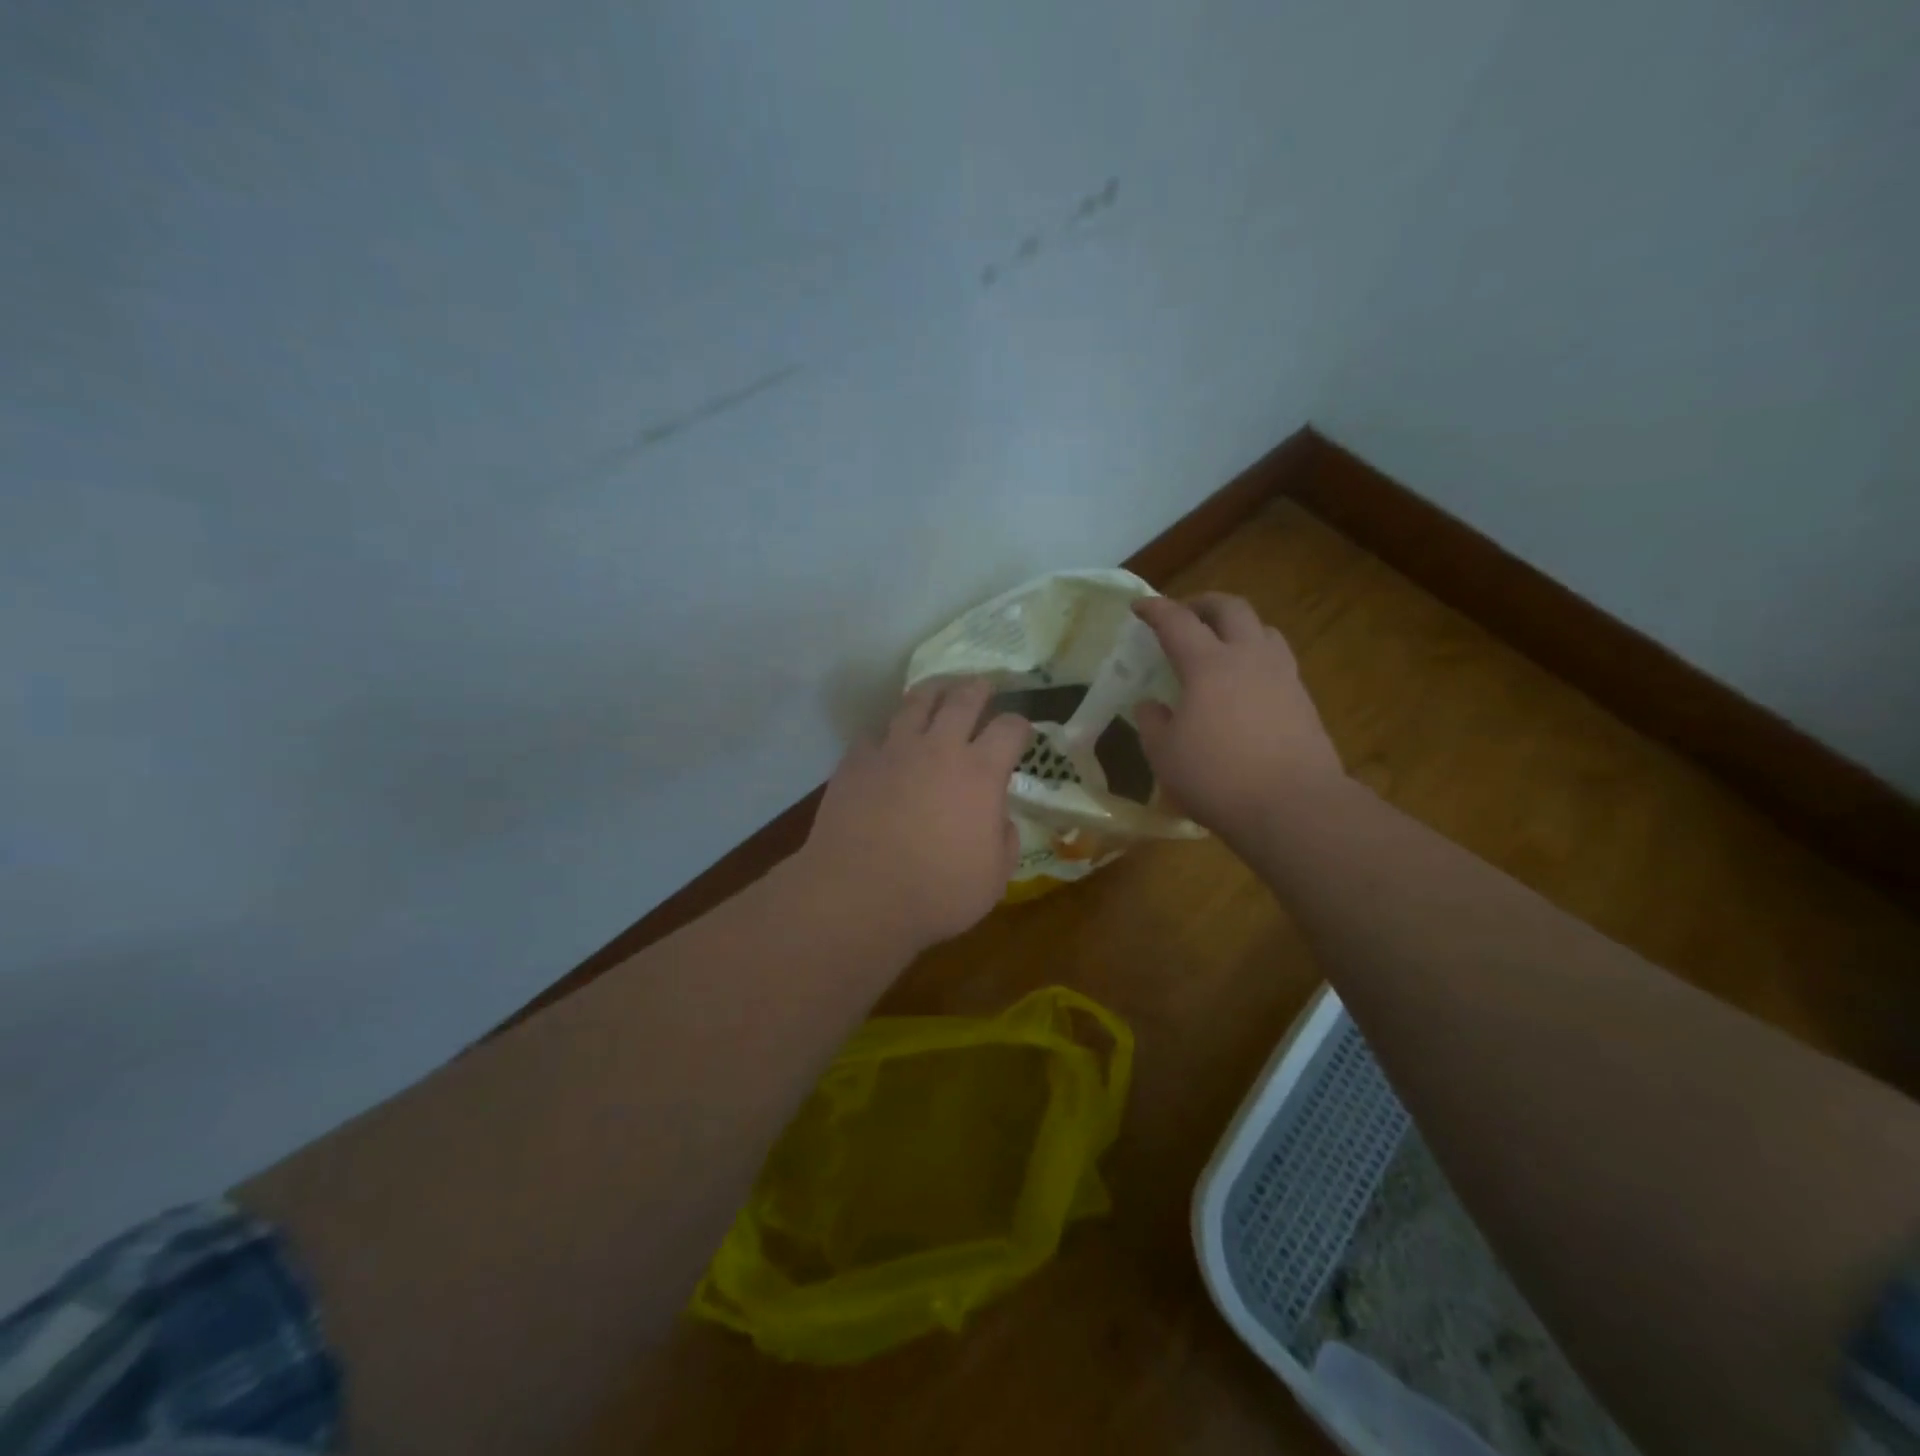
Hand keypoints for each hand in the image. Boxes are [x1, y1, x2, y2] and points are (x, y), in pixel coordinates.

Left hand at [800, 678, 1032, 955]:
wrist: (858, 894)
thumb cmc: (936, 893)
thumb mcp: (993, 879)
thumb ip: (1005, 841)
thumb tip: (999, 819)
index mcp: (980, 773)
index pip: (1010, 728)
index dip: (1020, 726)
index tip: (1020, 733)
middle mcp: (939, 748)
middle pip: (963, 698)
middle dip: (979, 688)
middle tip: (983, 686)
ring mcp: (894, 749)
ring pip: (916, 702)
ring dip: (933, 692)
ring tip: (938, 692)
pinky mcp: (857, 759)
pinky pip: (874, 732)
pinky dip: (887, 733)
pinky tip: (887, 742)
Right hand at [1131, 594, 1342, 844]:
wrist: (1293, 806)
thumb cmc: (1217, 778)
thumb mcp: (1165, 755)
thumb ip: (1153, 723)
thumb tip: (1151, 705)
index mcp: (1208, 665)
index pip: (1177, 622)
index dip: (1155, 610)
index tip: (1139, 606)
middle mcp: (1248, 658)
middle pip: (1230, 608)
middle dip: (1203, 603)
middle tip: (1185, 615)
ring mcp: (1282, 676)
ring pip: (1262, 629)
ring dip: (1237, 626)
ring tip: (1221, 644)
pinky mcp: (1303, 700)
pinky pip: (1278, 660)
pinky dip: (1256, 657)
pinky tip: (1246, 683)